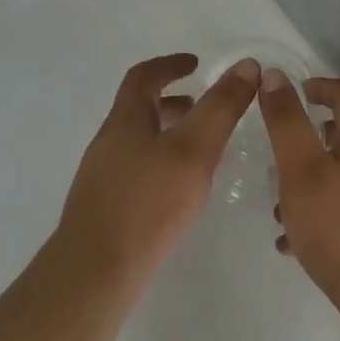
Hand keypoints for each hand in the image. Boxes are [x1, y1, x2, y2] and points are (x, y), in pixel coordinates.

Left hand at [55, 54, 259, 294]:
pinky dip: (159, 164)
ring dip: (166, 135)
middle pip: (138, 109)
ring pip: (137, 142)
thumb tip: (246, 65)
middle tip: (201, 107)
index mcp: (125, 120)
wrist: (93, 276)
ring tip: (198, 151)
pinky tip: (177, 192)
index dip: (170, 64)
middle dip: (171, 101)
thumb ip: (221, 107)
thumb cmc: (147, 204)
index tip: (195, 63)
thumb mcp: (194, 149)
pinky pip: (135, 171)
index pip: (144, 76)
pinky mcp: (103, 210)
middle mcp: (108, 142)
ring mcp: (101, 178)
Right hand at [260, 72, 339, 315]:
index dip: (324, 85)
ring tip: (281, 208)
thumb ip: (286, 123)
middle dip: (314, 138)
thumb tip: (275, 75)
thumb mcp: (302, 169)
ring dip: (315, 181)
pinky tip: (297, 245)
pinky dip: (324, 214)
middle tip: (284, 152)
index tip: (300, 91)